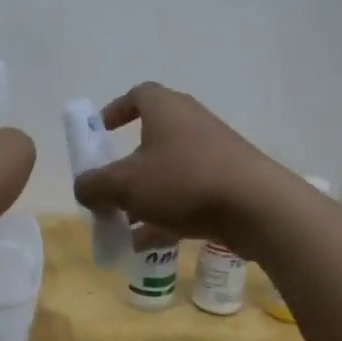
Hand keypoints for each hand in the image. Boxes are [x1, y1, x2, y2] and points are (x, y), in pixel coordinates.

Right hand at [72, 82, 289, 250]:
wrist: (257, 207)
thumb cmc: (184, 182)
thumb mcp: (125, 185)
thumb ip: (94, 185)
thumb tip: (83, 188)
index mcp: (166, 109)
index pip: (139, 94)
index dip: (116, 110)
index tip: (100, 131)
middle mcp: (191, 124)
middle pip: (151, 139)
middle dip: (126, 167)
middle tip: (108, 190)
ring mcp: (214, 155)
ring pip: (169, 173)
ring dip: (144, 197)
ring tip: (122, 226)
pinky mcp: (230, 184)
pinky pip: (188, 196)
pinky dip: (166, 216)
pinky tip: (147, 245)